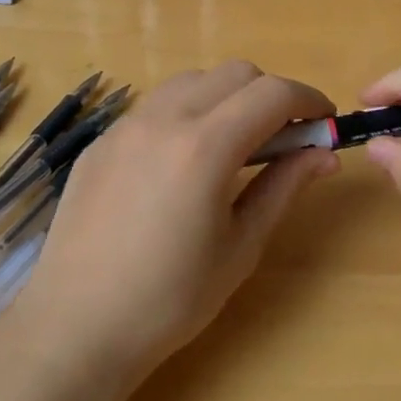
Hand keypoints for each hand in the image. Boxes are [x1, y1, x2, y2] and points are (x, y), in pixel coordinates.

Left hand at [9, 63, 338, 386]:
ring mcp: (125, 126)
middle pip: (235, 73)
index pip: (272, 93)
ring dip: (227, 98)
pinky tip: (183, 163)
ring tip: (232, 146)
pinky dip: (187, 113)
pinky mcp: (101, 142)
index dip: (309, 99)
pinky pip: (156, 106)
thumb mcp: (241, 246)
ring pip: (192, 81)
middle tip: (283, 138)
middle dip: (270, 94)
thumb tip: (324, 154)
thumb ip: (284, 187)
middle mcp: (164, 119)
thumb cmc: (171, 299)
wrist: (76, 327)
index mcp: (205, 147)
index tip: (324, 123)